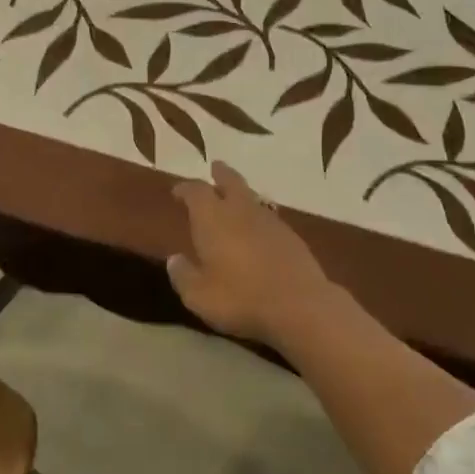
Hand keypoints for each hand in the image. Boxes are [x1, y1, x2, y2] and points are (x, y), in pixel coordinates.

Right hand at [168, 162, 336, 349]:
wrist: (300, 306)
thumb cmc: (240, 298)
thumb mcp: (198, 295)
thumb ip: (183, 275)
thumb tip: (174, 260)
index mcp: (212, 218)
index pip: (195, 191)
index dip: (185, 189)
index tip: (177, 191)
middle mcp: (241, 211)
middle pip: (231, 181)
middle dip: (220, 174)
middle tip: (215, 168)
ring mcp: (270, 222)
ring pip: (252, 198)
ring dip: (241, 194)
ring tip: (235, 198)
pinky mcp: (292, 237)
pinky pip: (269, 218)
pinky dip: (258, 217)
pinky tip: (258, 230)